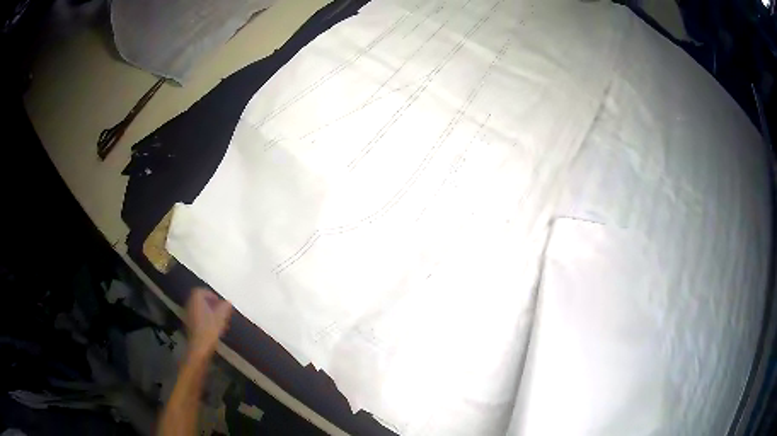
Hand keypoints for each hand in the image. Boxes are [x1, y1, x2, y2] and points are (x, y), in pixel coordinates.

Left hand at [185, 288, 231, 360]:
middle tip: (220, 308)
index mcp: (196, 300)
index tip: (219, 300)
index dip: (210, 294)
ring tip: (218, 318)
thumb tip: (228, 302)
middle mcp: (190, 305)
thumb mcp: (220, 317)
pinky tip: (213, 326)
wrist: (199, 347)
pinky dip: (205, 318)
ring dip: (208, 311)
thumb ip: (224, 307)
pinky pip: (197, 316)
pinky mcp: (190, 325)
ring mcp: (188, 315)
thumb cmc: (209, 329)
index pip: (200, 291)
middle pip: (199, 300)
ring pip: (199, 308)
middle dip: (210, 303)